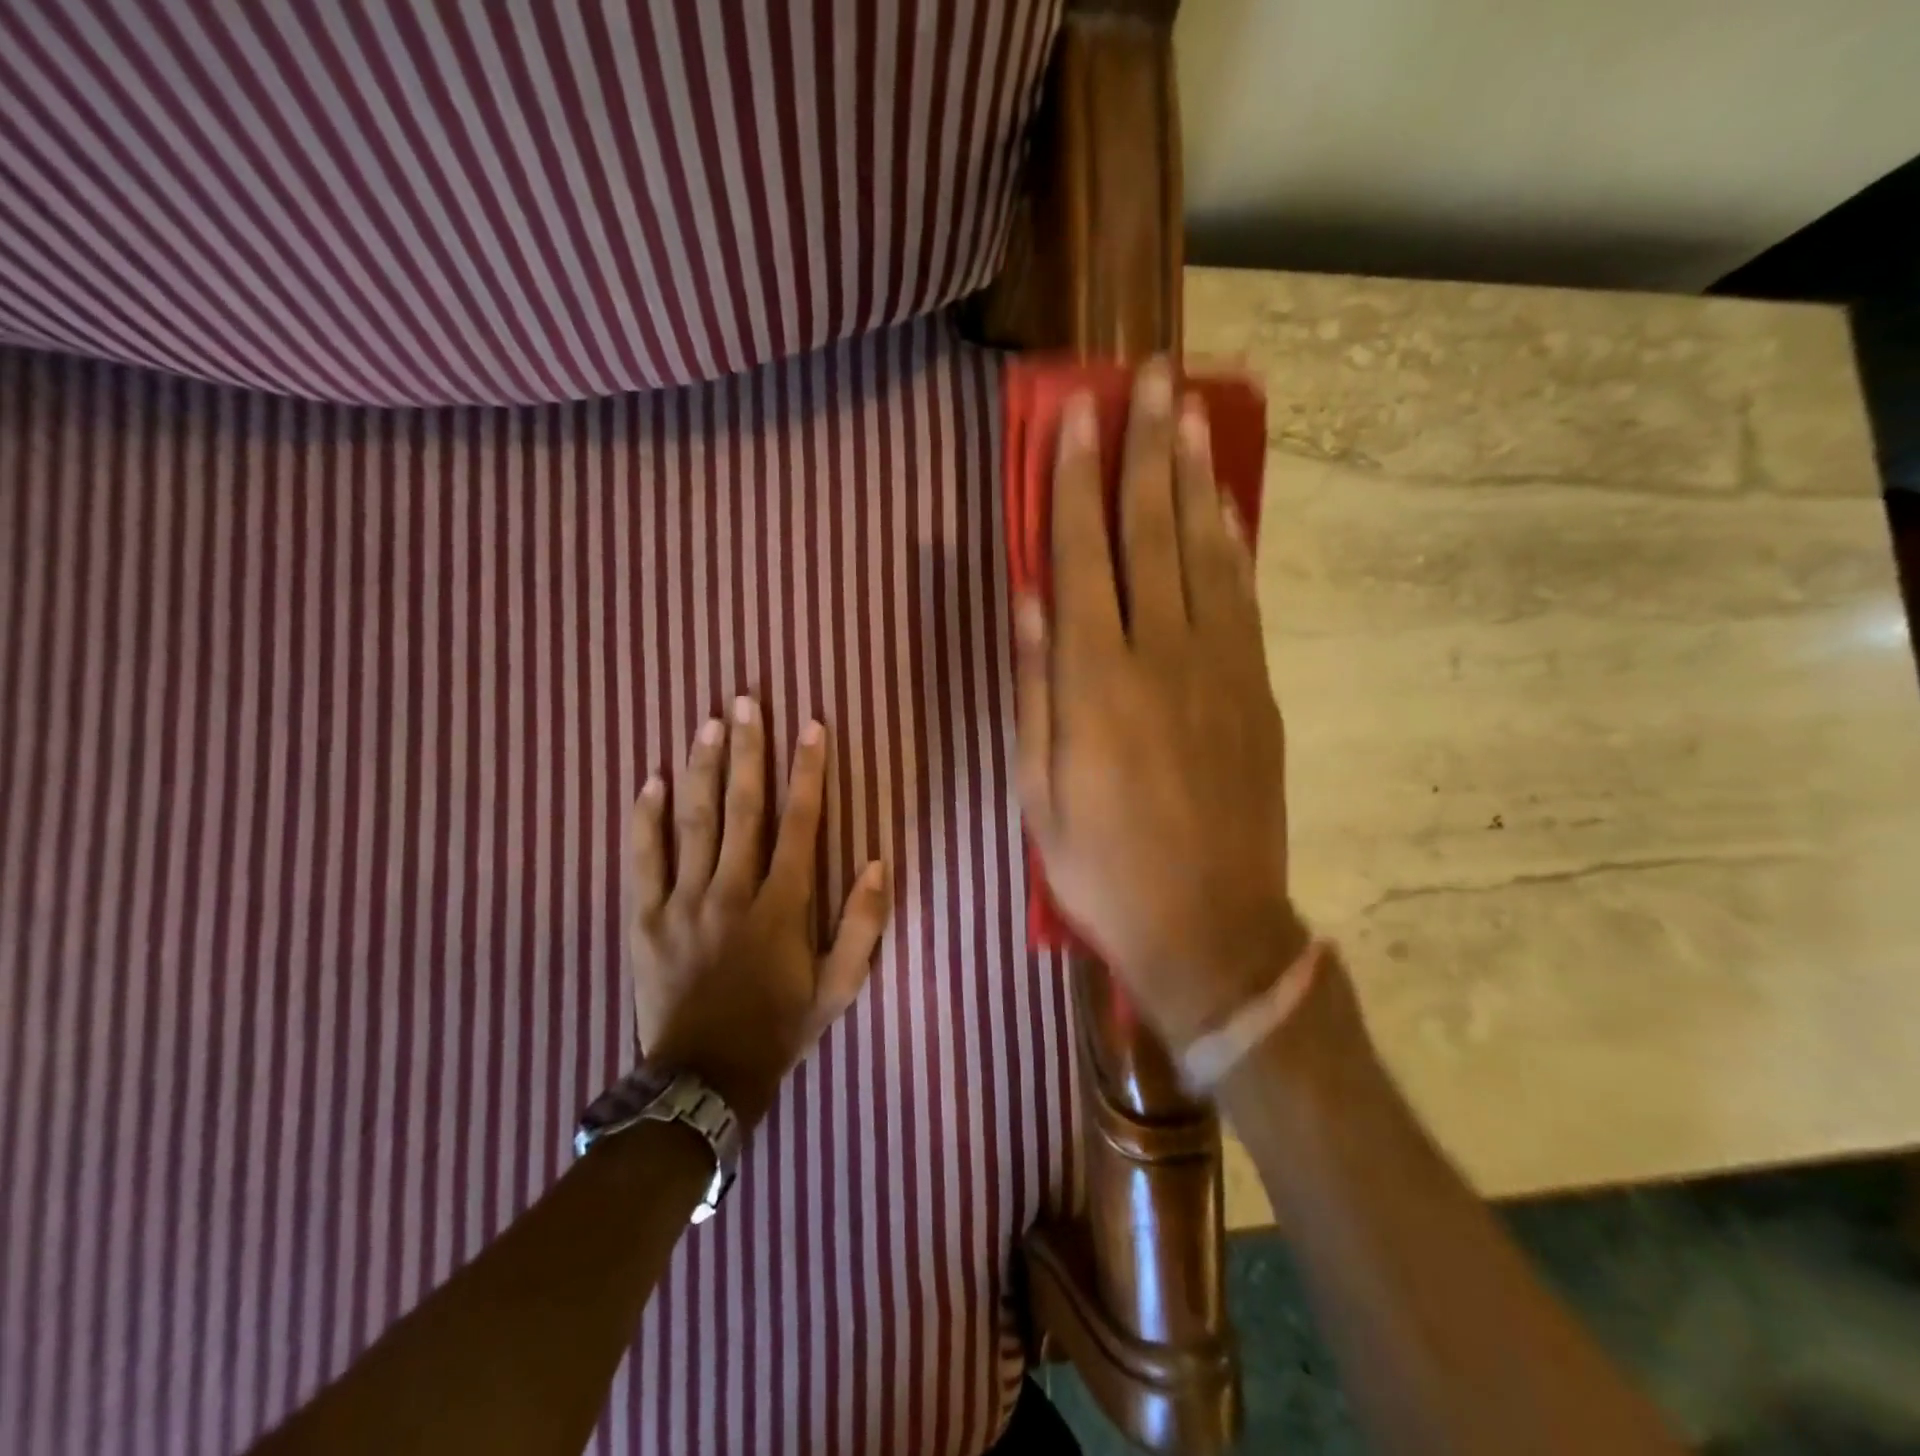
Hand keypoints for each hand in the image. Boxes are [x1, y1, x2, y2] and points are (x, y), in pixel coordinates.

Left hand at [627, 698, 889, 1130]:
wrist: (703, 1081)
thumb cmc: (779, 1028)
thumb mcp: (839, 987)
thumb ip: (864, 926)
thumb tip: (880, 862)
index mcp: (781, 906)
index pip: (800, 824)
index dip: (807, 771)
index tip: (811, 725)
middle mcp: (731, 892)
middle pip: (742, 808)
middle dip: (747, 750)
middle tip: (745, 700)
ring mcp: (682, 903)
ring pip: (693, 823)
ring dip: (702, 769)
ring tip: (707, 722)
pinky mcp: (644, 919)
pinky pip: (643, 860)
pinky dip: (645, 820)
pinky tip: (652, 781)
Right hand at [1016, 359, 1307, 1048]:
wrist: (1209, 927)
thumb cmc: (1102, 868)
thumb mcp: (1038, 792)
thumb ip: (1035, 689)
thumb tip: (1029, 600)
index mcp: (1095, 684)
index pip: (1081, 556)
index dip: (1075, 481)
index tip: (1077, 414)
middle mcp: (1160, 657)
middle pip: (1150, 533)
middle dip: (1144, 450)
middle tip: (1148, 377)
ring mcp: (1220, 669)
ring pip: (1204, 552)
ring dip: (1194, 479)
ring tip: (1187, 414)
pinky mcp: (1257, 690)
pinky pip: (1243, 598)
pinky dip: (1232, 541)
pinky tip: (1224, 504)